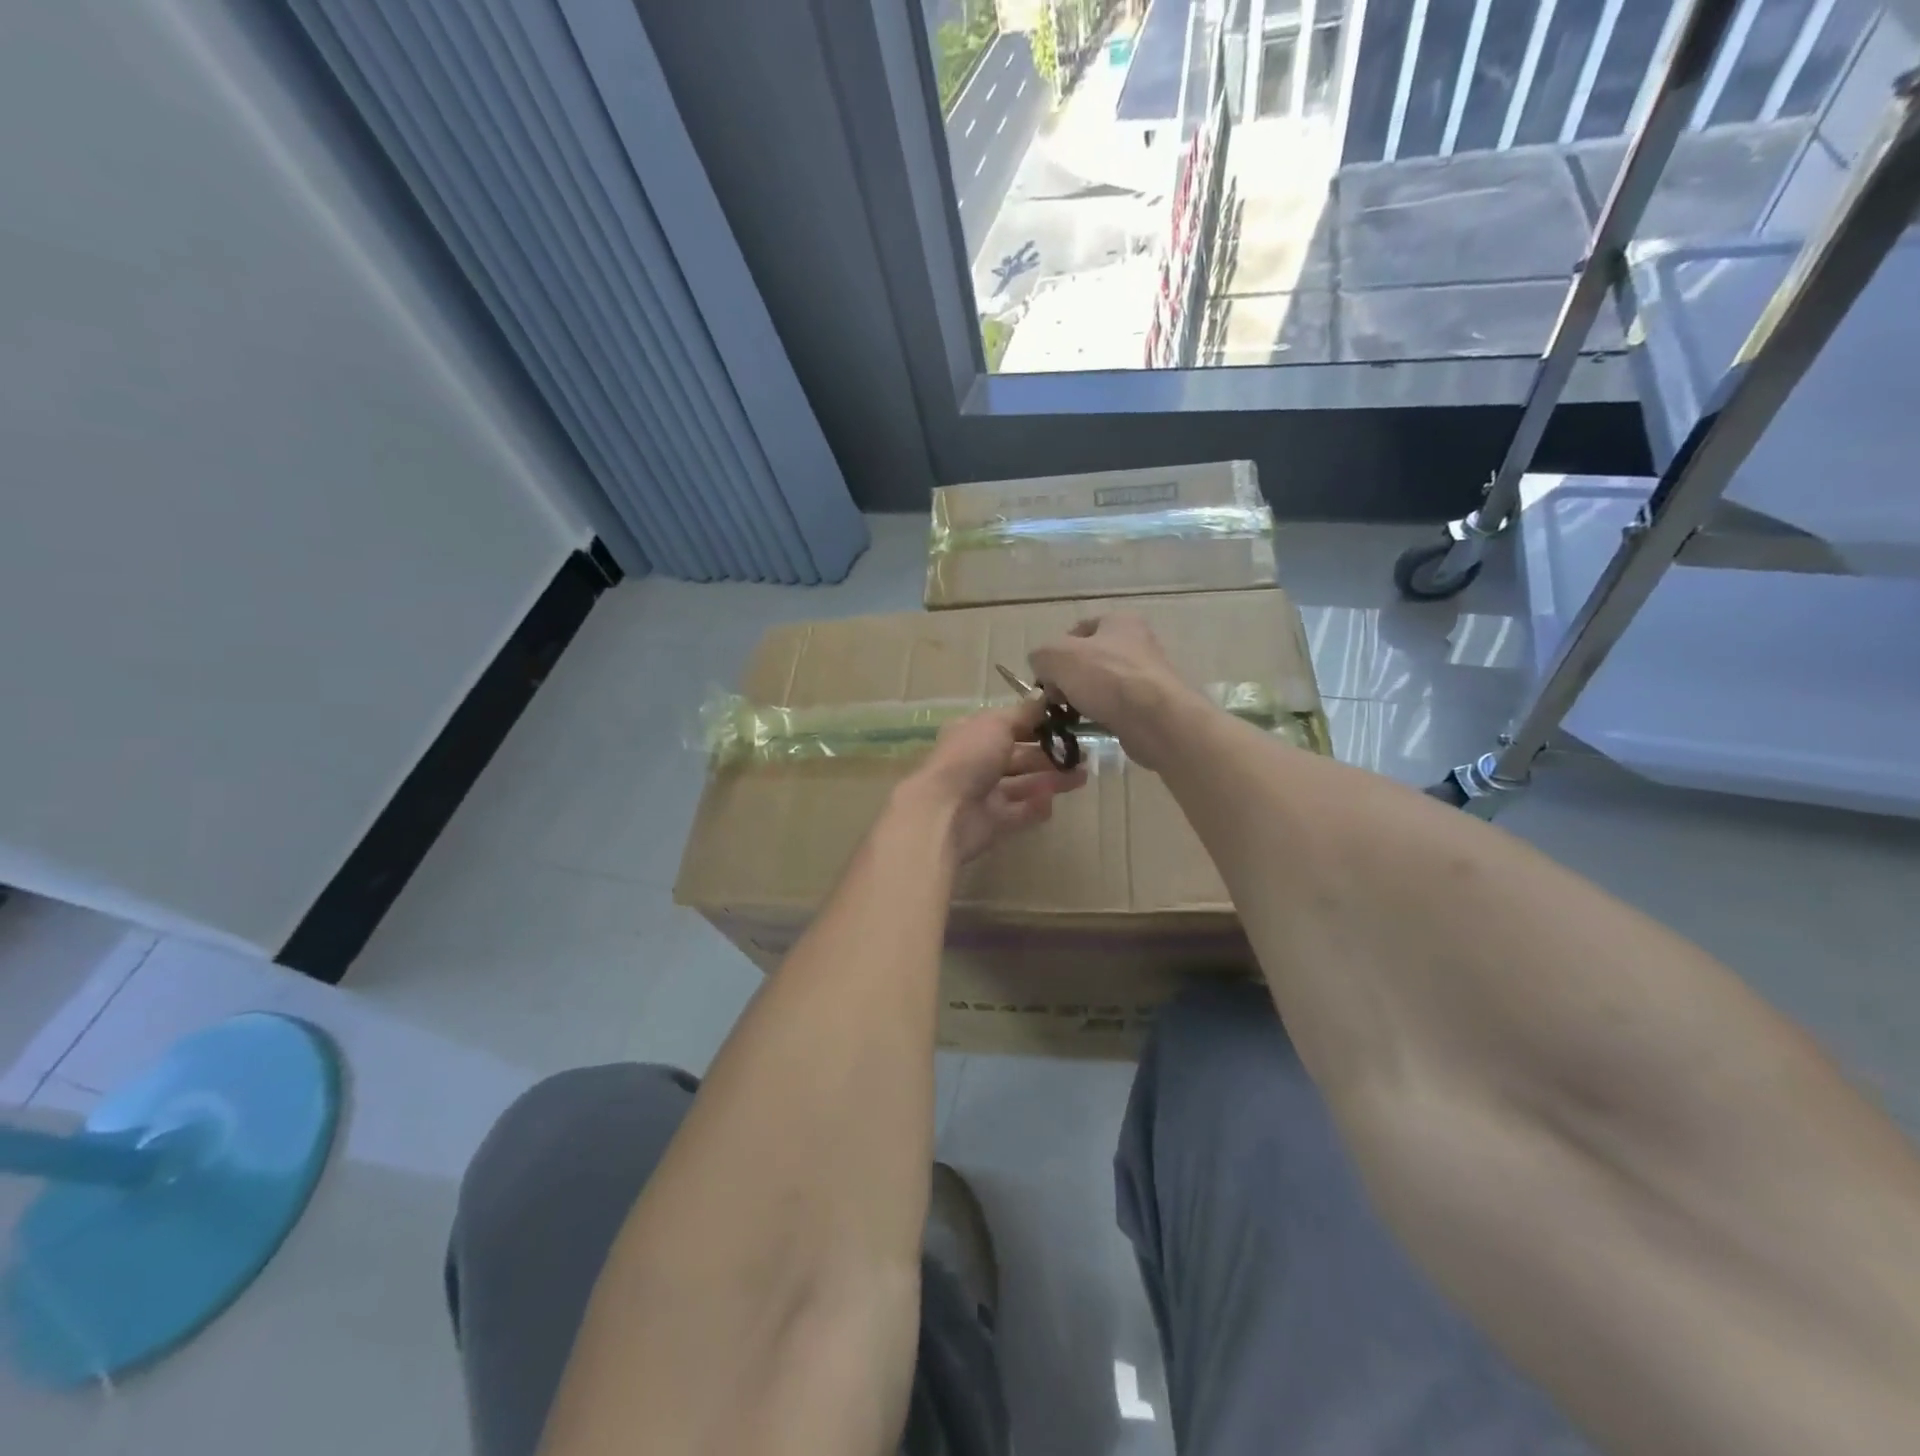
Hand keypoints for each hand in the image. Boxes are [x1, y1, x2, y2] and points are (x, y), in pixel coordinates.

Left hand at [901, 699, 1086, 862]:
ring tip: (1082, 776)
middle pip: (1019, 756)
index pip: (1009, 725)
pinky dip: (1036, 807)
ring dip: (1051, 779)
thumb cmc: (969, 758)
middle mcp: (978, 761)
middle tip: (1083, 754)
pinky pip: (1019, 812)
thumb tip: (1044, 696)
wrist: (944, 812)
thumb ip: (1024, 713)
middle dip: (1049, 754)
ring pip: (1023, 784)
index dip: (1036, 723)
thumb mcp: (997, 724)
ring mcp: (984, 793)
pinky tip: (1054, 801)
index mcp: (973, 734)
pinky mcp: (992, 822)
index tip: (1067, 723)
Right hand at [1028, 614, 1196, 773]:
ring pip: (1102, 685)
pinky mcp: (1152, 704)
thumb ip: (1041, 656)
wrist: (1156, 719)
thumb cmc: (1107, 678)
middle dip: (1068, 679)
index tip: (1046, 676)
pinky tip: (1094, 726)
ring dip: (1084, 699)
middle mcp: (1138, 642)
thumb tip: (1042, 667)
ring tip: (1073, 716)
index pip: (1077, 630)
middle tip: (1056, 699)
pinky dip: (1102, 715)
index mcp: (1119, 621)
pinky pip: (1117, 707)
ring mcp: (1147, 674)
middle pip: (1089, 659)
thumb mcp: (1057, 657)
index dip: (1056, 652)